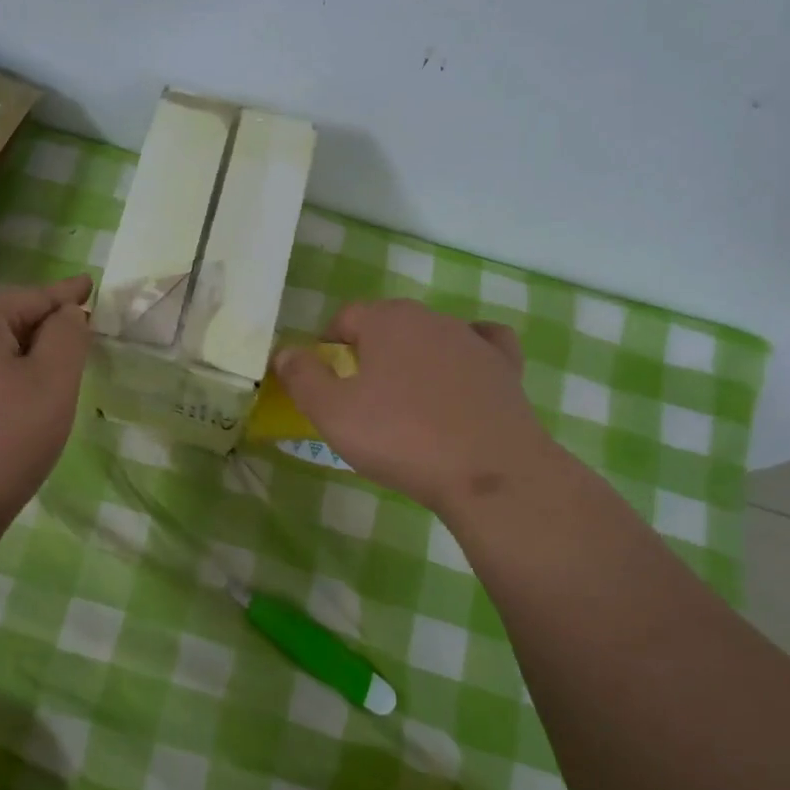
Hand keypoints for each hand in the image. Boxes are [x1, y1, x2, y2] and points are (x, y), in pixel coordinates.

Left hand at [0, 274, 92, 536]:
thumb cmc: (1, 444)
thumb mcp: (52, 385)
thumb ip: (67, 337)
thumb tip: (66, 313)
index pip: (29, 298)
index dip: (65, 295)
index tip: (88, 285)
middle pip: (1, 324)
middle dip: (39, 332)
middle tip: (75, 347)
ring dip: (14, 361)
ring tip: (42, 384)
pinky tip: (1, 412)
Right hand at [272, 298, 556, 515]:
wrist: (489, 473)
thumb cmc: (401, 437)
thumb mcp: (332, 413)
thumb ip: (302, 377)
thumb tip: (284, 351)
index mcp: (387, 320)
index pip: (346, 316)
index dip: (328, 343)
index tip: (323, 376)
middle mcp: (431, 318)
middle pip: (388, 323)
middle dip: (369, 349)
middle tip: (360, 394)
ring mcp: (472, 340)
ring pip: (431, 336)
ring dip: (413, 358)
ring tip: (406, 400)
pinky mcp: (505, 367)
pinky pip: (481, 346)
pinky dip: (465, 356)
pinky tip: (462, 375)